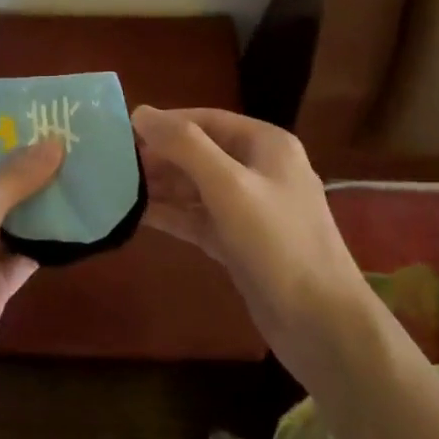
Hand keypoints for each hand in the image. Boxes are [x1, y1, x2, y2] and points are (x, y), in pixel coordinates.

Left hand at [0, 140, 62, 414]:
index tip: (43, 120)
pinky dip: (43, 244)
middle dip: (28, 170)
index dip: (3, 136)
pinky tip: (78, 227)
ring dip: (39, 206)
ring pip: (8, 220)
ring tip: (82, 177)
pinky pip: (19, 255)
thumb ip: (16, 177)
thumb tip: (54, 141)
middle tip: (73, 147)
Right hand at [133, 106, 366, 387]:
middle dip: (161, 156)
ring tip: (118, 187)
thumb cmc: (278, 244)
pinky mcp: (241, 242)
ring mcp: (251, 208)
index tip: (123, 131)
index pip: (206, 119)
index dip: (165, 123)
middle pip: (200, 151)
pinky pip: (199, 217)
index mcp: (266, 144)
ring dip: (162, 185)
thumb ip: (185, 146)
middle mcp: (260, 169)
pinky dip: (173, 214)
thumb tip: (141, 111)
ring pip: (197, 186)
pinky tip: (139, 214)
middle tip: (115, 164)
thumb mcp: (229, 186)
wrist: (323, 326)